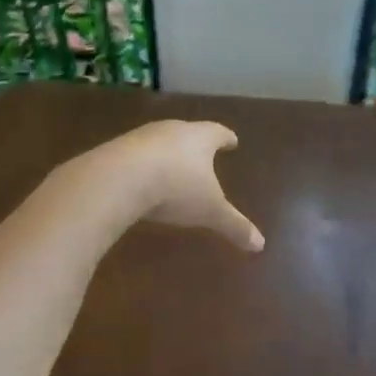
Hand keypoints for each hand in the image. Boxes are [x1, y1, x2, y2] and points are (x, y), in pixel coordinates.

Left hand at [90, 120, 264, 251]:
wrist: (118, 179)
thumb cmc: (176, 189)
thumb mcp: (210, 212)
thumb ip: (235, 226)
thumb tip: (260, 244)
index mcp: (200, 138)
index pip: (218, 133)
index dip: (226, 138)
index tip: (232, 140)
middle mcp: (172, 130)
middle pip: (188, 133)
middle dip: (195, 144)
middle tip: (202, 153)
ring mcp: (141, 137)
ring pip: (159, 142)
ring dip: (166, 153)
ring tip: (171, 166)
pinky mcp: (115, 150)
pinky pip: (134, 156)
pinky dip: (141, 165)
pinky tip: (139, 179)